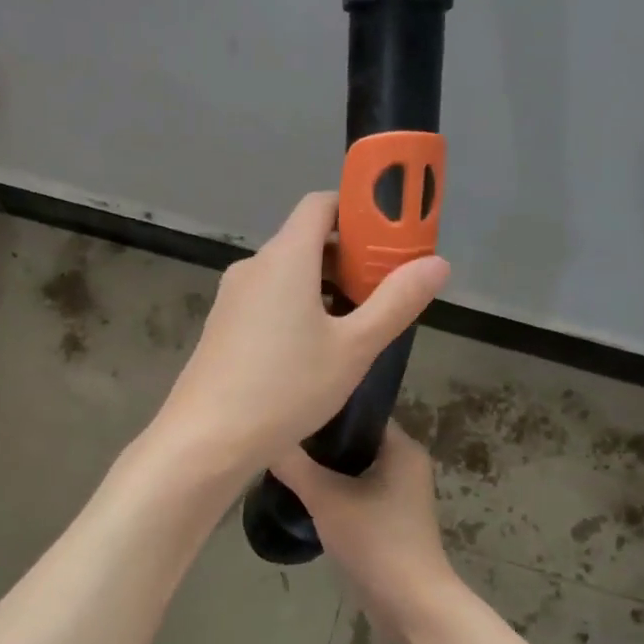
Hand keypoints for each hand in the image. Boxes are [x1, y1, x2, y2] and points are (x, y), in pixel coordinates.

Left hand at [151, 192, 448, 478]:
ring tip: (355, 326)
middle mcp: (254, 267)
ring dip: (324, 287)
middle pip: (306, 240)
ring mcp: (232, 298)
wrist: (207, 439)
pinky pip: (267, 301)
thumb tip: (437, 263)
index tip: (389, 237)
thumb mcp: (354, 349)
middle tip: (384, 290)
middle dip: (348, 257)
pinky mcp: (222, 327)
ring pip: (287, 275)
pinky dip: (297, 308)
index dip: (358, 209)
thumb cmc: (286, 388)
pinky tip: (314, 351)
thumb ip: (396, 302)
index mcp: (286, 257)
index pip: (321, 204)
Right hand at [273, 421, 460, 631]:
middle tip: (280, 440)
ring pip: (354, 470)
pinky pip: (357, 493)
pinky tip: (303, 496)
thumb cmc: (375, 541)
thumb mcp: (327, 498)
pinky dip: (333, 493)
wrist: (410, 603)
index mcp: (402, 448)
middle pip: (354, 442)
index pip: (360, 414)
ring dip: (324, 471)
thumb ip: (295, 466)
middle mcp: (406, 464)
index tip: (290, 413)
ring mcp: (400, 494)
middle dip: (319, 444)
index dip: (326, 411)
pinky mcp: (390, 520)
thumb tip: (267, 439)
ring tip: (284, 465)